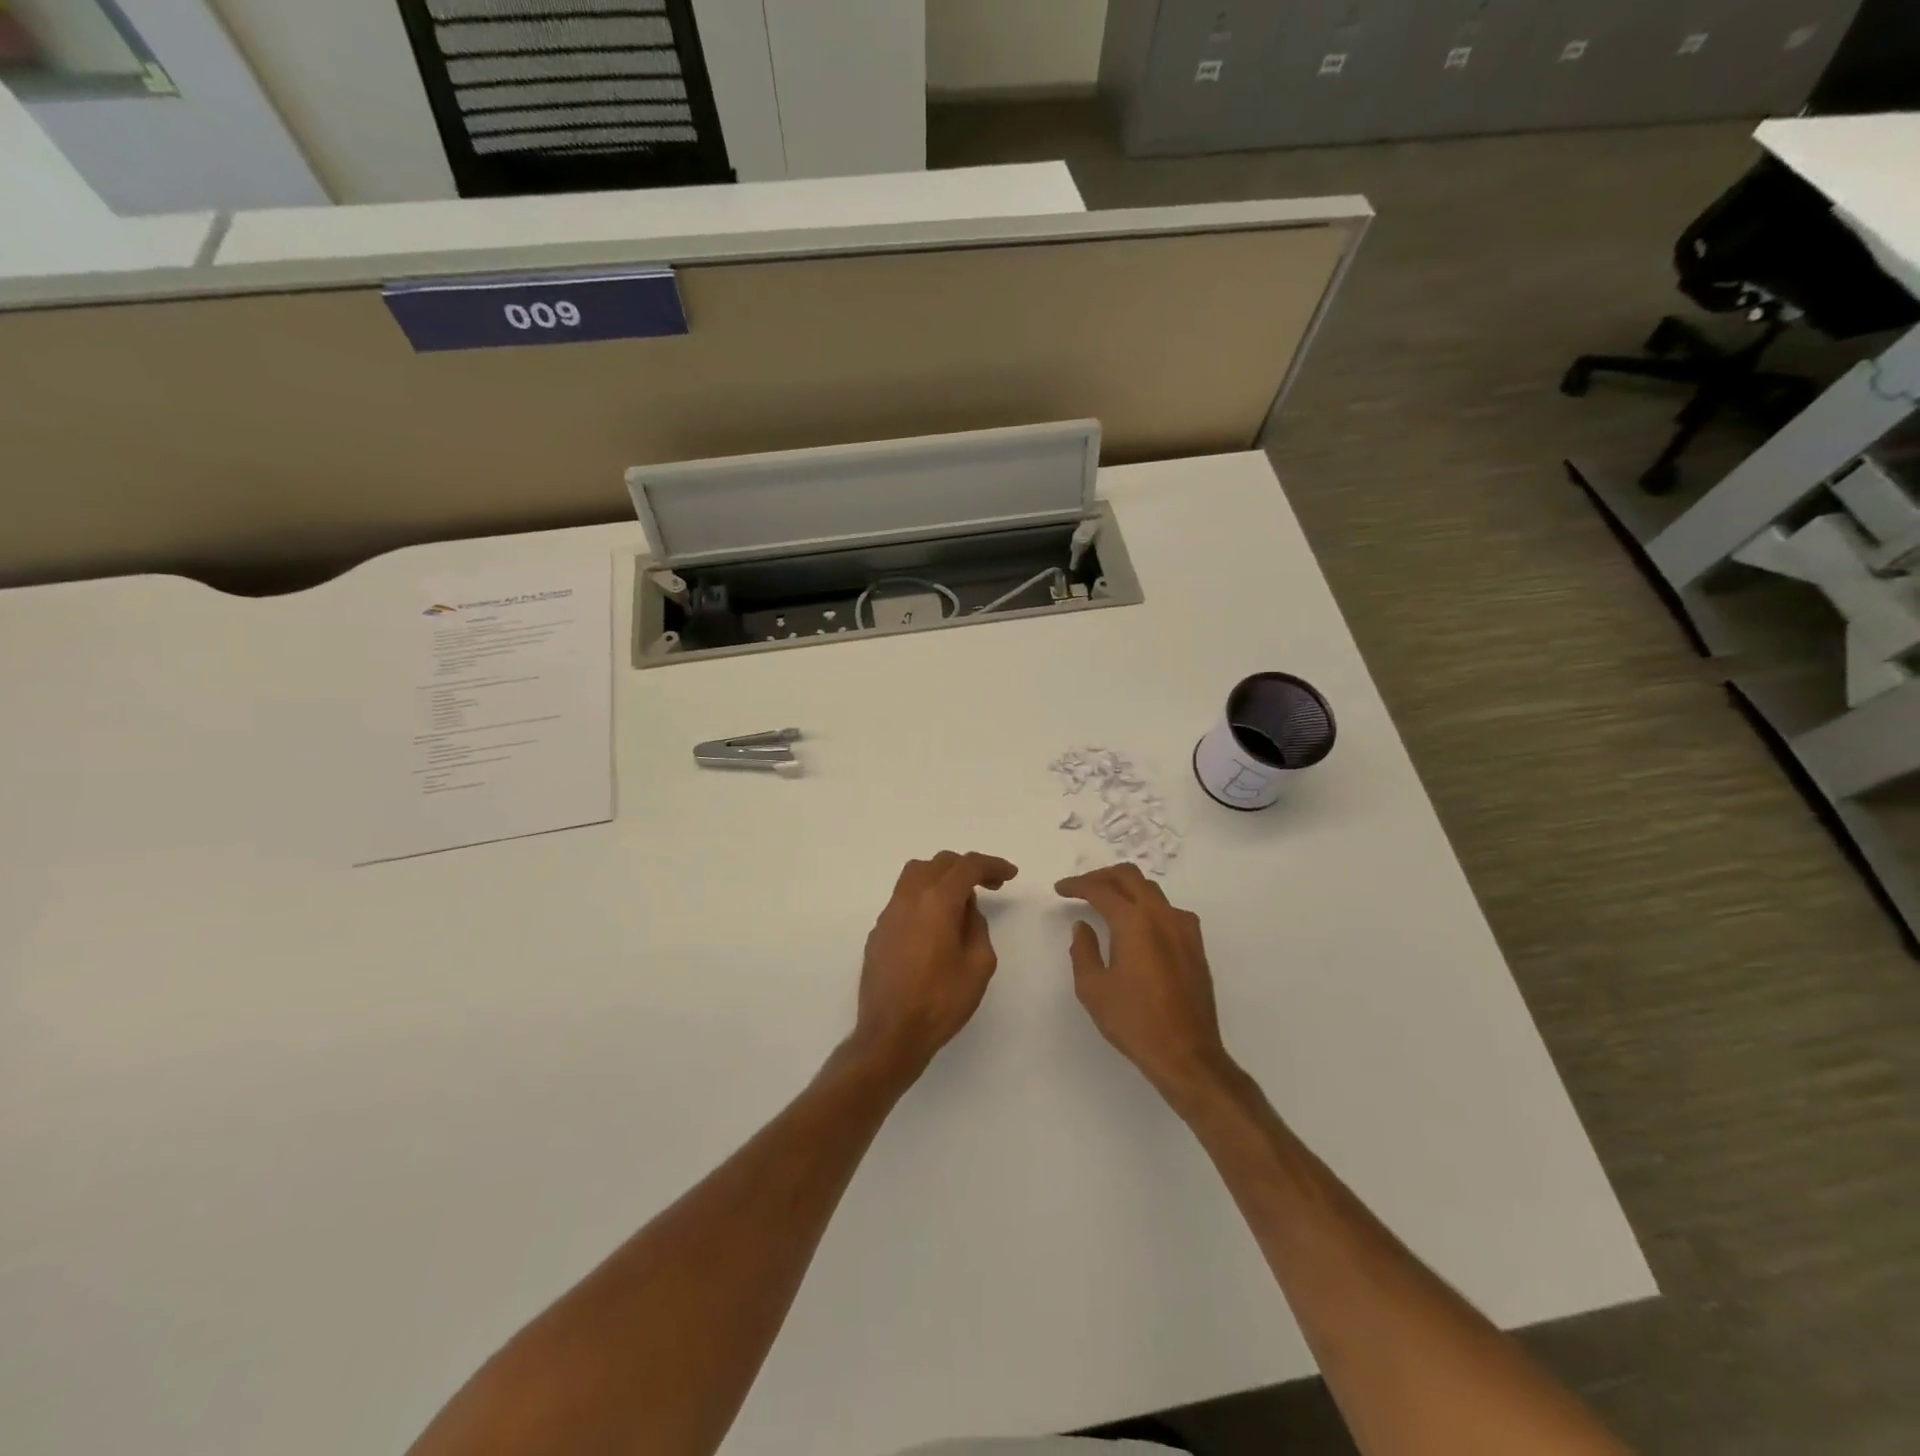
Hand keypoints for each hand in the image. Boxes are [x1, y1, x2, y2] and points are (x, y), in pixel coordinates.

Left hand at [853, 851, 1018, 1077]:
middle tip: (990, 885)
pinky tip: (935, 925)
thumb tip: (965, 909)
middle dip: (967, 868)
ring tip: (960, 899)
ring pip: (915, 874)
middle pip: (939, 863)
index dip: (992, 865)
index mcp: (937, 901)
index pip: (967, 866)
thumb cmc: (941, 1001)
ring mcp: (889, 913)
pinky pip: (904, 898)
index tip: (1010, 874)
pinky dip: (924, 897)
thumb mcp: (979, 964)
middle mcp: (909, 898)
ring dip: (942, 876)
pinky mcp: (878, 932)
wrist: (891, 1034)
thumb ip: (977, 926)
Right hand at [1055, 864, 1235, 1102]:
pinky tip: (1138, 925)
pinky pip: (1168, 910)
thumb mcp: (1093, 988)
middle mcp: (1161, 916)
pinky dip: (1147, 906)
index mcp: (1134, 922)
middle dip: (1102, 876)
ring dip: (1126, 889)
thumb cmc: (1134, 1021)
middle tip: (1081, 888)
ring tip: (1106, 903)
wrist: (1186, 1054)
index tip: (1060, 889)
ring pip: (1152, 890)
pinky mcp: (1195, 945)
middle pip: (1130, 877)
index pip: (1101, 890)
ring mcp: (1183, 928)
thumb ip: (1083, 950)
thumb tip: (1083, 926)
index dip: (1077, 885)